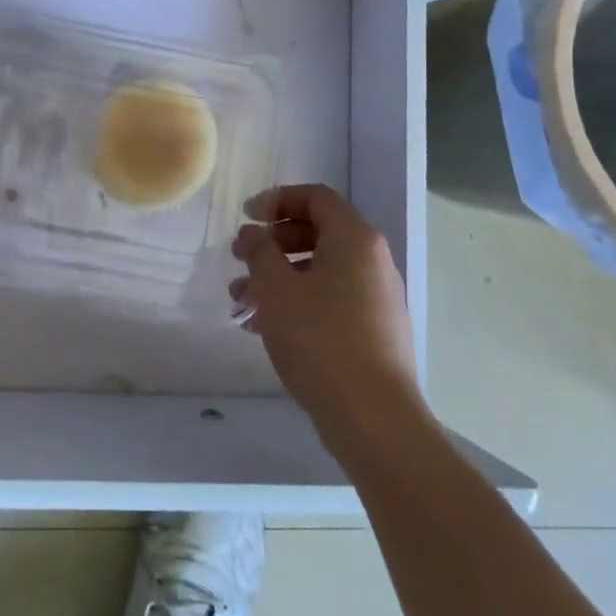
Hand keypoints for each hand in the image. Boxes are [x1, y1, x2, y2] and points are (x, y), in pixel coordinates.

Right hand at [231, 183, 426, 453]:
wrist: (373, 417)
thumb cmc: (320, 339)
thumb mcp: (276, 288)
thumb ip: (260, 251)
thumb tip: (253, 233)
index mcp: (355, 239)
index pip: (315, 197)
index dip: (276, 199)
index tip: (246, 218)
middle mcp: (372, 261)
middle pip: (316, 232)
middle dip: (272, 243)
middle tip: (239, 259)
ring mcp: (376, 297)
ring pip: (319, 270)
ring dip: (277, 277)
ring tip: (241, 302)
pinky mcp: (372, 330)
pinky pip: (329, 299)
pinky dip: (296, 302)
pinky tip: (263, 327)